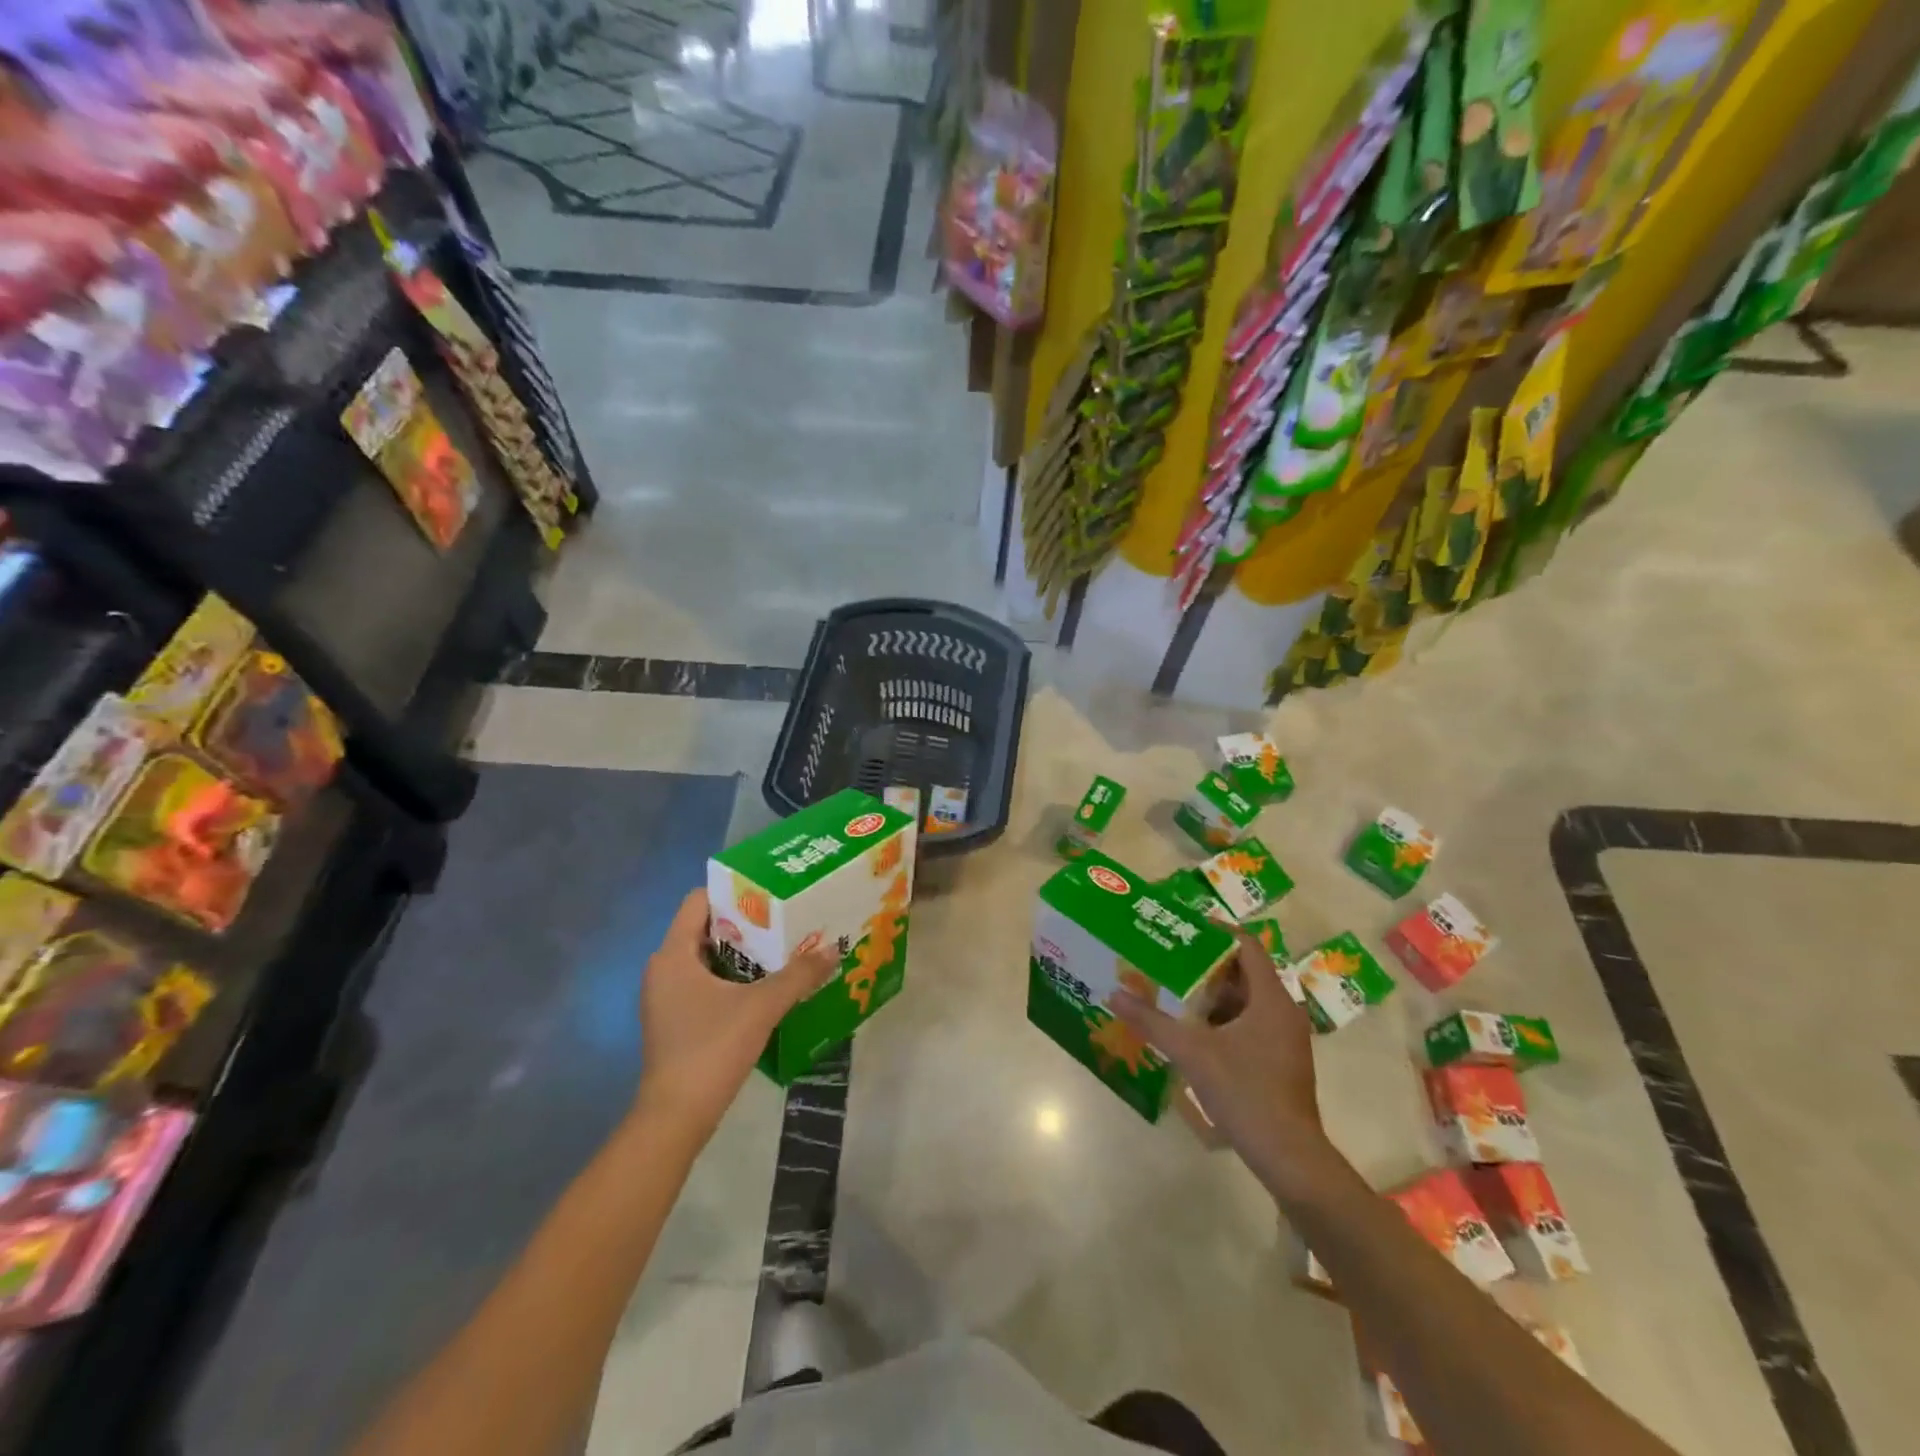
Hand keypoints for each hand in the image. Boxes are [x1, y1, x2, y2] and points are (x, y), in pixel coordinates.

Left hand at [636, 891, 835, 1137]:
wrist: (675, 1118)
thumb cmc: (711, 1049)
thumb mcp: (762, 1007)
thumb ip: (799, 975)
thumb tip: (834, 949)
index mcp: (673, 954)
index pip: (698, 900)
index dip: (733, 891)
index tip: (770, 893)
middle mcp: (664, 969)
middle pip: (706, 928)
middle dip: (746, 922)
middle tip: (786, 917)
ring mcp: (667, 997)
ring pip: (707, 958)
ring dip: (742, 952)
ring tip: (783, 948)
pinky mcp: (675, 1020)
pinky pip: (705, 983)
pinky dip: (733, 978)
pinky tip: (765, 986)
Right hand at [1109, 926, 1332, 1182]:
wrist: (1289, 1157)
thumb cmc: (1246, 1093)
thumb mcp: (1192, 1053)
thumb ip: (1152, 1021)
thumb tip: (1114, 994)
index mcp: (1270, 998)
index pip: (1246, 945)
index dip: (1215, 930)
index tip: (1182, 927)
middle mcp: (1282, 1011)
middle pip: (1243, 971)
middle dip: (1205, 963)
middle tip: (1167, 957)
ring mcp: (1284, 1038)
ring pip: (1245, 1000)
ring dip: (1211, 994)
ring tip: (1172, 989)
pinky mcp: (1280, 1060)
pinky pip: (1248, 1023)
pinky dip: (1221, 1019)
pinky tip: (1191, 1031)